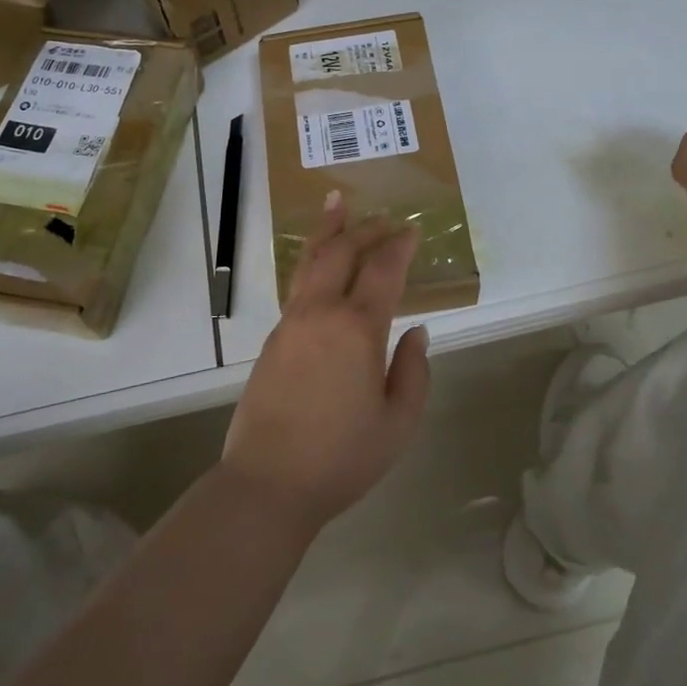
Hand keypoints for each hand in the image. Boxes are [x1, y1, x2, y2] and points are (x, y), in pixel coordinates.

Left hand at [221, 196, 431, 530]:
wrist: (269, 482)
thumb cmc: (342, 457)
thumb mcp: (398, 423)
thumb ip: (413, 371)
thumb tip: (417, 332)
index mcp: (357, 329)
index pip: (383, 270)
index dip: (400, 246)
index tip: (413, 230)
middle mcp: (321, 312)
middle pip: (342, 252)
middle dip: (366, 228)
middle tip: (385, 218)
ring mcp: (291, 322)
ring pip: (311, 260)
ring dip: (329, 230)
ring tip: (337, 203)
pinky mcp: (274, 337)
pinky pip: (297, 284)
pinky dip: (312, 260)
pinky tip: (319, 261)